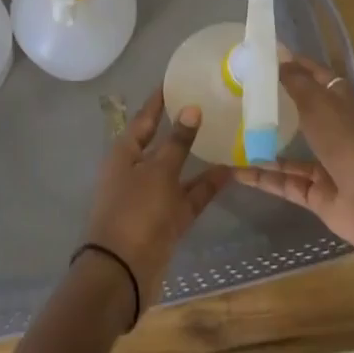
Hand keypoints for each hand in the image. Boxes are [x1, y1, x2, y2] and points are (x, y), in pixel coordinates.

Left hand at [80, 90, 230, 317]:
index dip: (159, 100)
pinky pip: (189, 196)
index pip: (144, 118)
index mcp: (124, 153)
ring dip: (199, 156)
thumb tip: (191, 108)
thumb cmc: (135, 211)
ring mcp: (152, 197)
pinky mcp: (167, 221)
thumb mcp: (158, 172)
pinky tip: (231, 171)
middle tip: (209, 104)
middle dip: (183, 126)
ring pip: (178, 170)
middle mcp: (137, 170)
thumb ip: (177, 142)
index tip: (176, 79)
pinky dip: (206, 185)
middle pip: (162, 143)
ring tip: (226, 135)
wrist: (122, 273)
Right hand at [232, 55, 353, 250]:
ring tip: (229, 134)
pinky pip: (284, 182)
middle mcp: (336, 131)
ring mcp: (327, 163)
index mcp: (343, 104)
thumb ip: (296, 82)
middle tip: (238, 94)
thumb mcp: (319, 104)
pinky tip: (235, 171)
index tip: (263, 57)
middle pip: (302, 113)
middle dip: (274, 105)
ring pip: (290, 152)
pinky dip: (262, 178)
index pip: (317, 77)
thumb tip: (280, 55)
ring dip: (263, 144)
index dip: (294, 65)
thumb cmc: (348, 142)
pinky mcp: (317, 193)